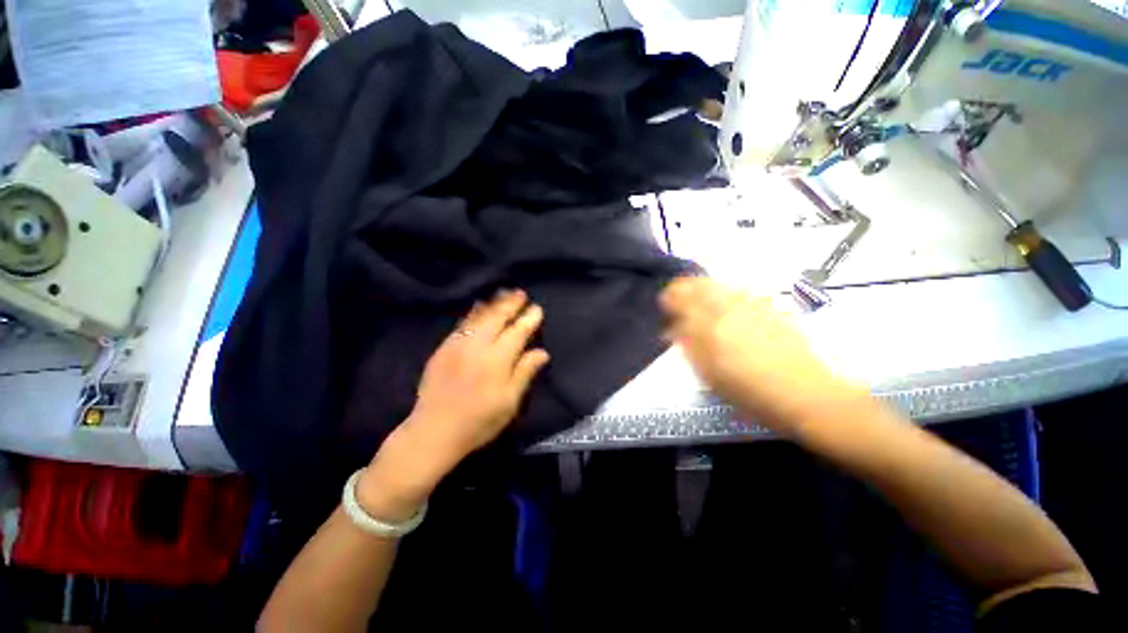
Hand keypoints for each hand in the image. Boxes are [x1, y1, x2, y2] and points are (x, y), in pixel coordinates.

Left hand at [358, 290, 548, 521]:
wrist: (433, 431)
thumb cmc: (478, 421)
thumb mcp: (509, 402)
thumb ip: (525, 373)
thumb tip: (542, 352)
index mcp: (497, 361)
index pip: (517, 332)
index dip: (528, 319)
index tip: (537, 309)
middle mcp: (478, 346)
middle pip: (497, 317)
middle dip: (511, 304)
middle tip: (521, 293)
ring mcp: (458, 344)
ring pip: (479, 316)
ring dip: (493, 303)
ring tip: (504, 293)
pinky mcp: (444, 348)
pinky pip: (462, 323)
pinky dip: (474, 312)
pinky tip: (479, 307)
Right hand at [660, 277, 866, 434]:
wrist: (804, 394)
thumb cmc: (750, 392)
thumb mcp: (710, 375)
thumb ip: (688, 346)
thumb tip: (671, 329)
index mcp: (711, 327)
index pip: (682, 300)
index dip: (670, 297)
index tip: (664, 301)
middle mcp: (730, 309)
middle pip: (701, 285)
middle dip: (685, 286)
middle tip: (677, 294)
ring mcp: (753, 306)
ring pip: (721, 285)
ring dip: (704, 286)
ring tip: (698, 294)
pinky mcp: (771, 308)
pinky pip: (740, 291)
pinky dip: (726, 292)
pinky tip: (727, 302)